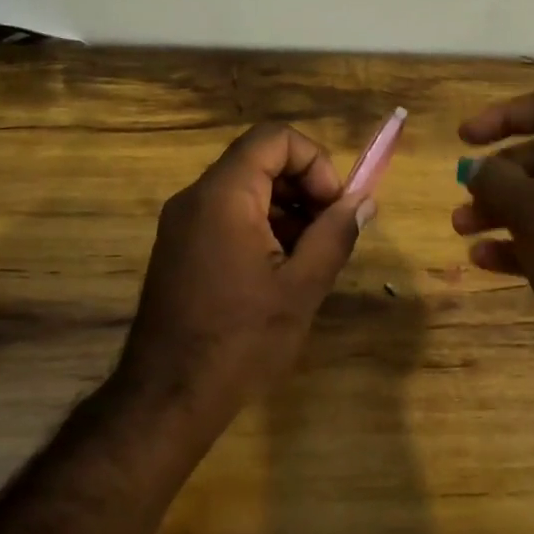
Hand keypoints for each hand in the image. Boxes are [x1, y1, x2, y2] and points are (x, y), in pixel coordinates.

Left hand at [116, 122, 372, 438]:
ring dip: (285, 212)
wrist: (169, 394)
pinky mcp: (178, 249)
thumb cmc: (241, 340)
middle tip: (329, 234)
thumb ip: (335, 234)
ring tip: (309, 260)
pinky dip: (259, 229)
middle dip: (303, 188)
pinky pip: (225, 218)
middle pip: (258, 162)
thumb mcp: (301, 288)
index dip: (315, 162)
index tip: (334, 207)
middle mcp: (195, 198)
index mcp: (224, 196)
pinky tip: (279, 273)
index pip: (274, 138)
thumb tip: (363, 201)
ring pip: (243, 191)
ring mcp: (181, 224)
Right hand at [452, 88, 533, 390]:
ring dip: (500, 209)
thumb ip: (496, 182)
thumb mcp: (533, 215)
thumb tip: (476, 168)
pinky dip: (520, 241)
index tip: (465, 138)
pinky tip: (483, 260)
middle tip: (463, 192)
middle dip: (497, 174)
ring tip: (462, 229)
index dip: (504, 115)